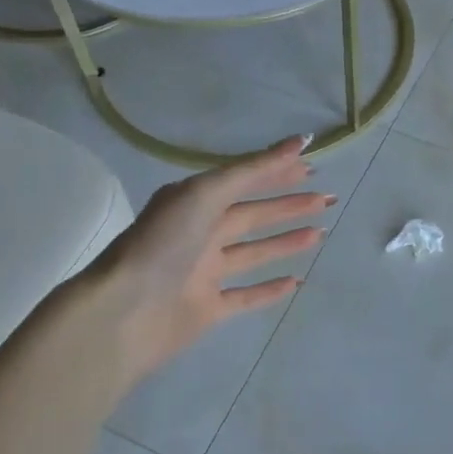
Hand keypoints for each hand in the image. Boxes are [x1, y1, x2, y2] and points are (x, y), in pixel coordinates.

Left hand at [82, 135, 331, 386]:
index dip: (276, 172)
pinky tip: (296, 282)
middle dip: (289, 206)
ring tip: (321, 233)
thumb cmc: (164, 243)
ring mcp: (203, 272)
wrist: (126, 311)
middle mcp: (199, 233)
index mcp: (193, 202)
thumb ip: (252, 170)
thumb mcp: (206, 193)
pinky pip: (245, 296)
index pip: (243, 181)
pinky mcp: (207, 308)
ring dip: (285, 242)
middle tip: (327, 200)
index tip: (312, 167)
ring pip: (253, 253)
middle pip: (252, 215)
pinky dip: (269, 290)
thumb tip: (300, 142)